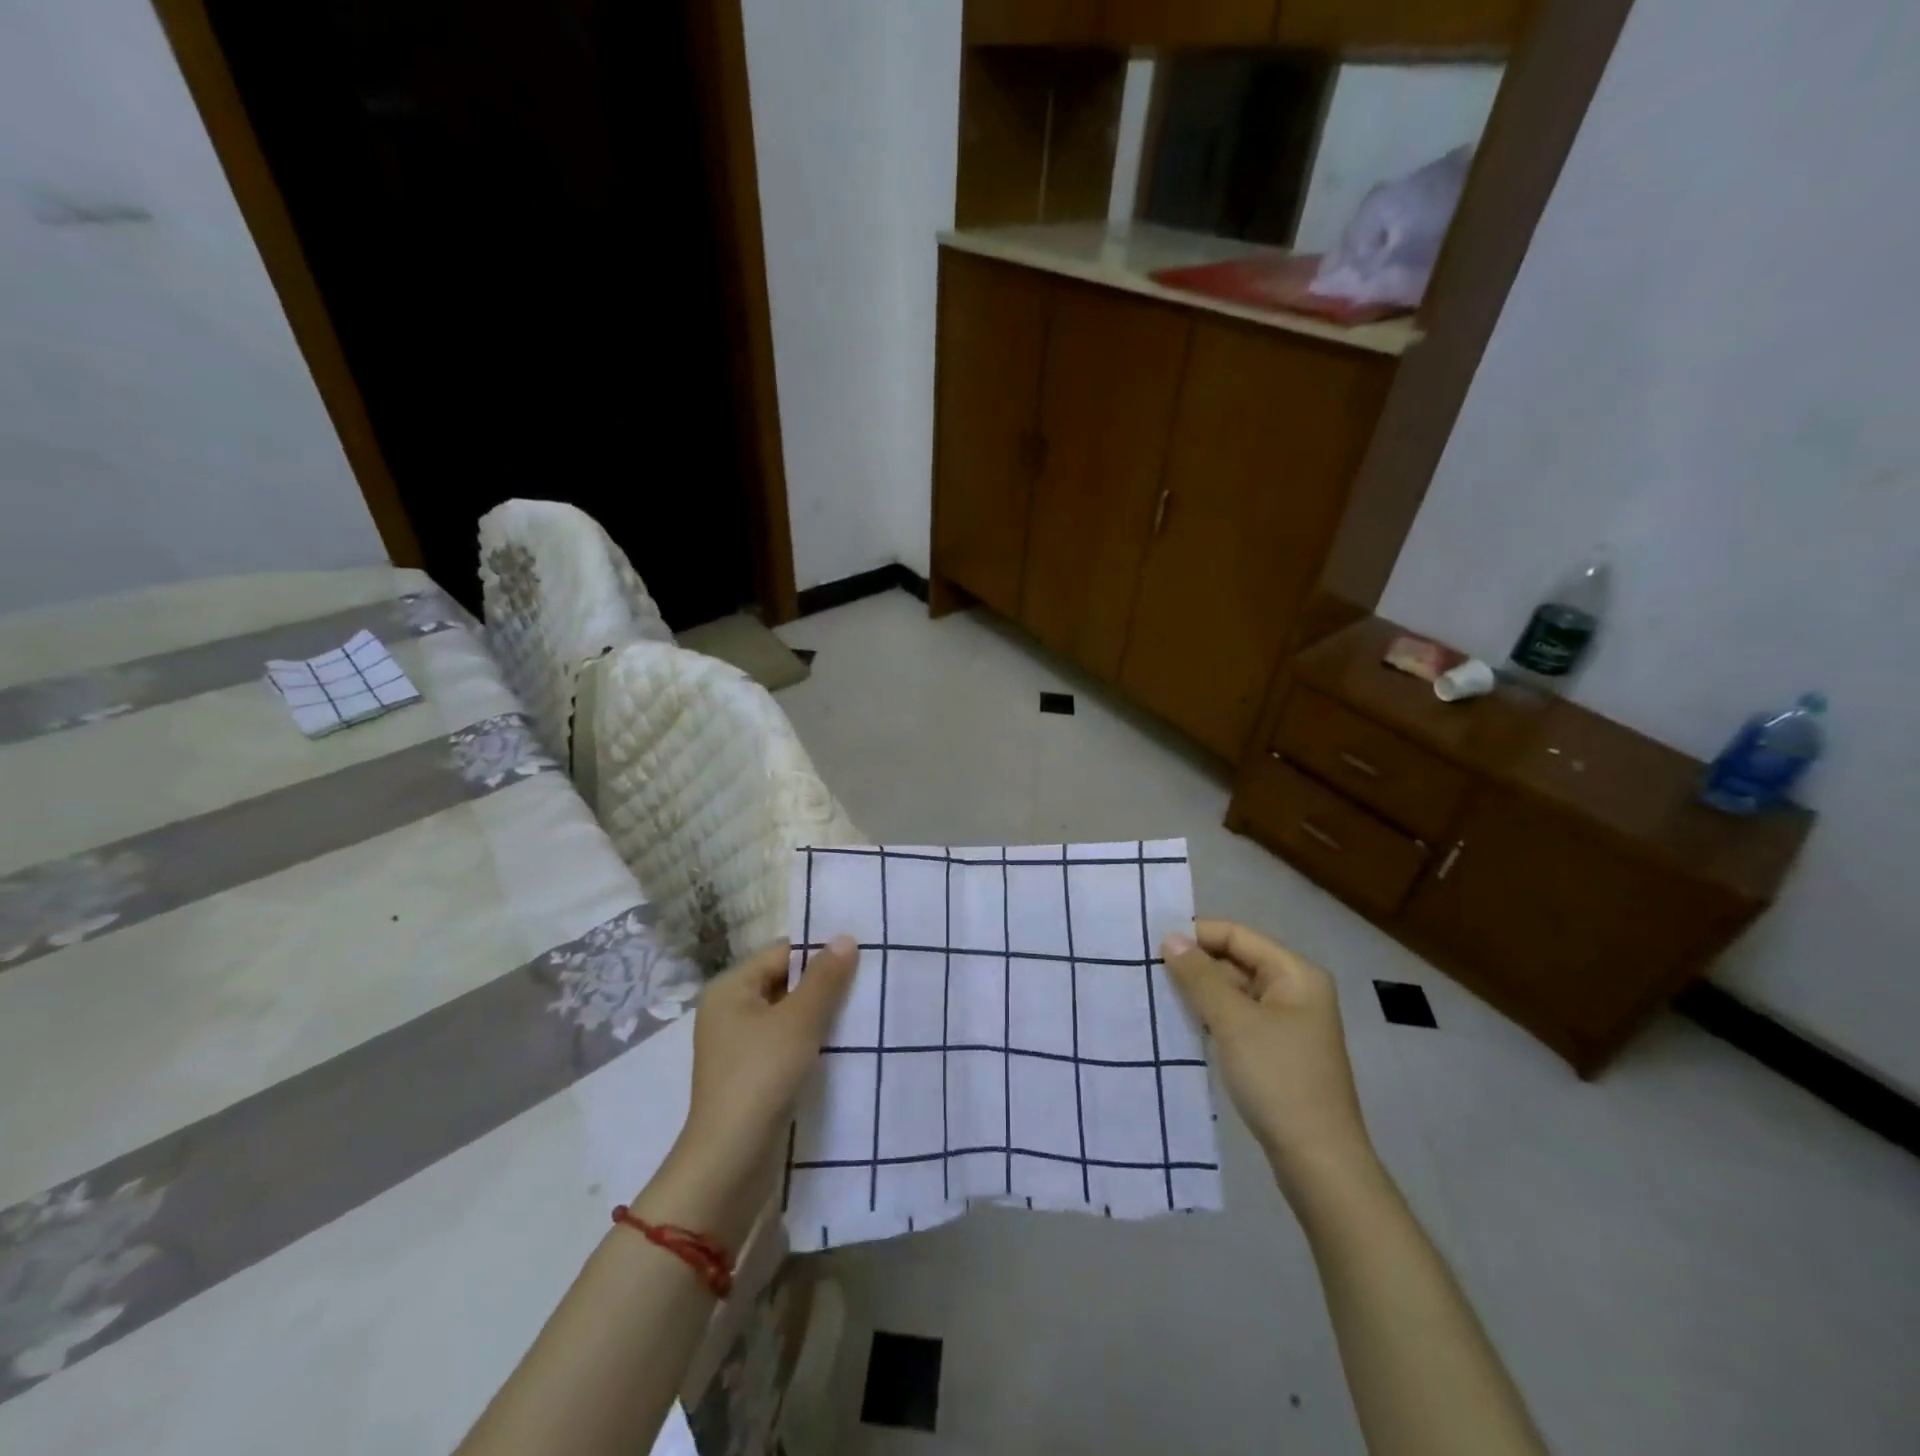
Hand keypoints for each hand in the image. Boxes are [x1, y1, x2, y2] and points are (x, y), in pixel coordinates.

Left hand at [634, 937, 857, 1245]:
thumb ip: (824, 978)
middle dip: (826, 983)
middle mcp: (731, 1011)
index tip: (863, 953)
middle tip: (871, 979)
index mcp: (731, 988)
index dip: (821, 951)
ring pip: (791, 1015)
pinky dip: (814, 1041)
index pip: (782, 953)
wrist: (731, 1162)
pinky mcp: (754, 1075)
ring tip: (866, 1008)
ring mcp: (741, 1046)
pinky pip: (789, 1044)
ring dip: (823, 1014)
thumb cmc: (761, 1077)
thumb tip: (846, 937)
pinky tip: (846, 1043)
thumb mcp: (798, 1021)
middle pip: (786, 982)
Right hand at [1162, 920, 1374, 1195]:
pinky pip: (1237, 1020)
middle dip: (1194, 965)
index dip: (1196, 935)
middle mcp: (1294, 991)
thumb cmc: (1278, 1078)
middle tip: (1146, 971)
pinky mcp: (1276, 1052)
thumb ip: (1200, 976)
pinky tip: (1181, 1024)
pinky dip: (1210, 1018)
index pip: (1237, 935)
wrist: (1318, 1161)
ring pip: (1233, 992)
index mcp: (1295, 974)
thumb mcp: (1233, 1021)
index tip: (1152, 946)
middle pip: (1236, 961)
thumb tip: (1170, 938)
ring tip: (1156, 994)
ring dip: (1199, 993)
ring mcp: (1287, 1024)